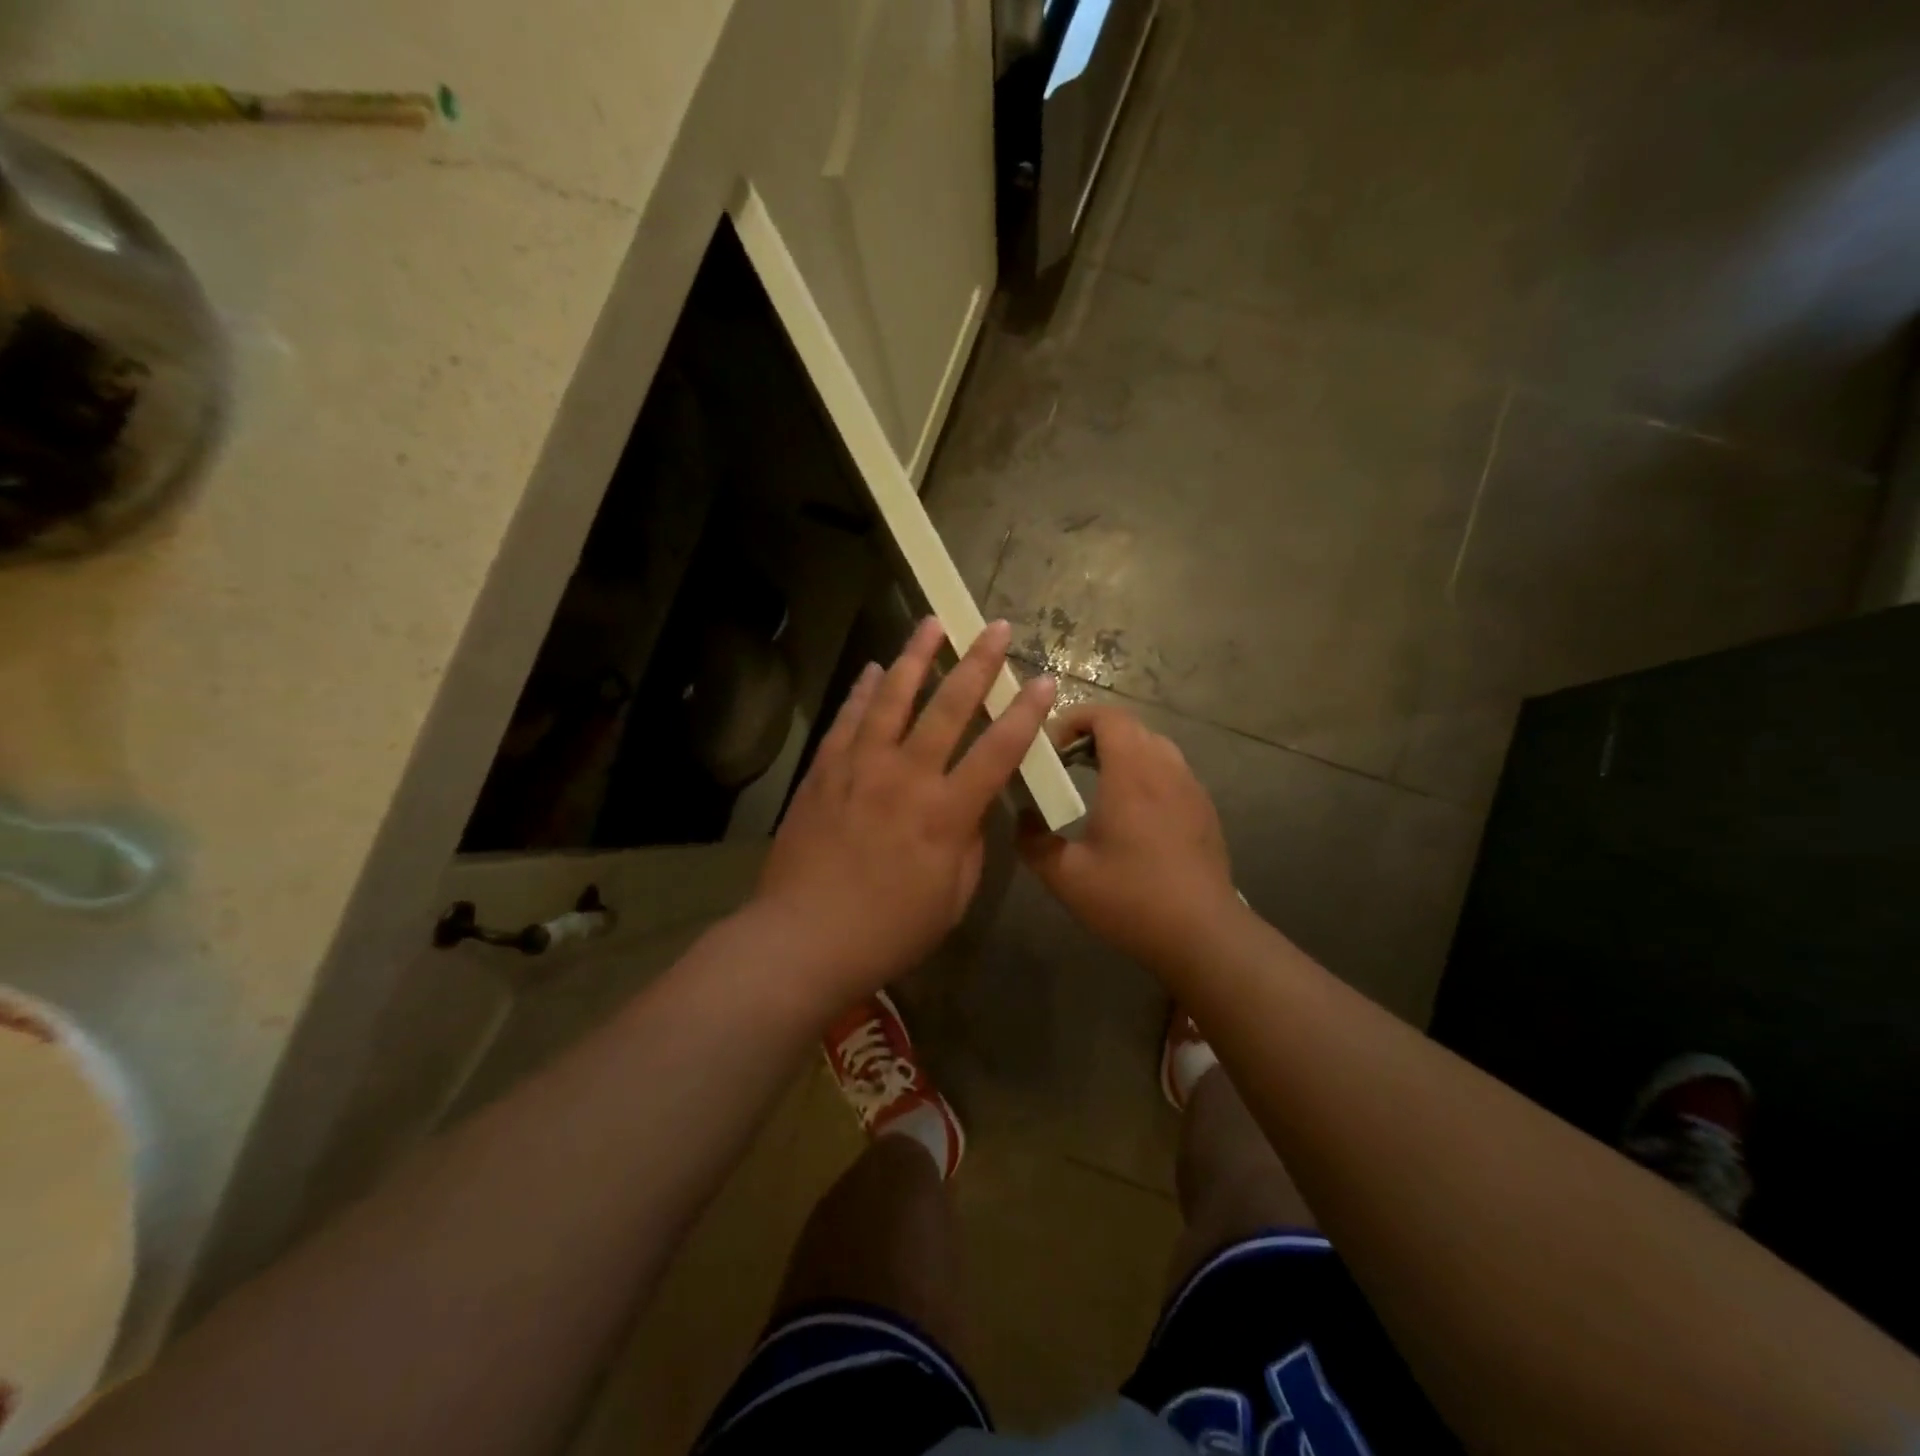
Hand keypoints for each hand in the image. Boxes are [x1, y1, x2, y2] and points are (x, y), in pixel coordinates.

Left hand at [754, 616, 1055, 1006]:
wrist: (803, 939)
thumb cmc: (888, 930)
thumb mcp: (953, 898)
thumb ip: (970, 844)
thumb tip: (973, 806)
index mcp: (946, 814)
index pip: (998, 750)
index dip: (1026, 714)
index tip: (1044, 680)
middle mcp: (906, 777)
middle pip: (948, 708)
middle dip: (978, 663)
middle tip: (994, 627)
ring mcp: (860, 769)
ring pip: (892, 699)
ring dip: (915, 657)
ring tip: (931, 623)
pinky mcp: (824, 773)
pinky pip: (848, 720)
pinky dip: (864, 692)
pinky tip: (875, 670)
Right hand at [1018, 704, 1241, 968]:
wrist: (1202, 934)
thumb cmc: (1130, 898)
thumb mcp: (1066, 876)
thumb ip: (1033, 842)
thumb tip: (1022, 818)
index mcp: (1131, 773)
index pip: (1108, 716)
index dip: (1076, 718)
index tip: (1051, 745)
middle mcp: (1165, 769)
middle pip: (1131, 727)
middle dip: (1094, 734)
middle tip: (1066, 762)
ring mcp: (1191, 788)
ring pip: (1155, 747)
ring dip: (1123, 752)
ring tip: (1097, 783)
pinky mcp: (1204, 809)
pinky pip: (1171, 771)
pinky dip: (1146, 773)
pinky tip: (1132, 813)